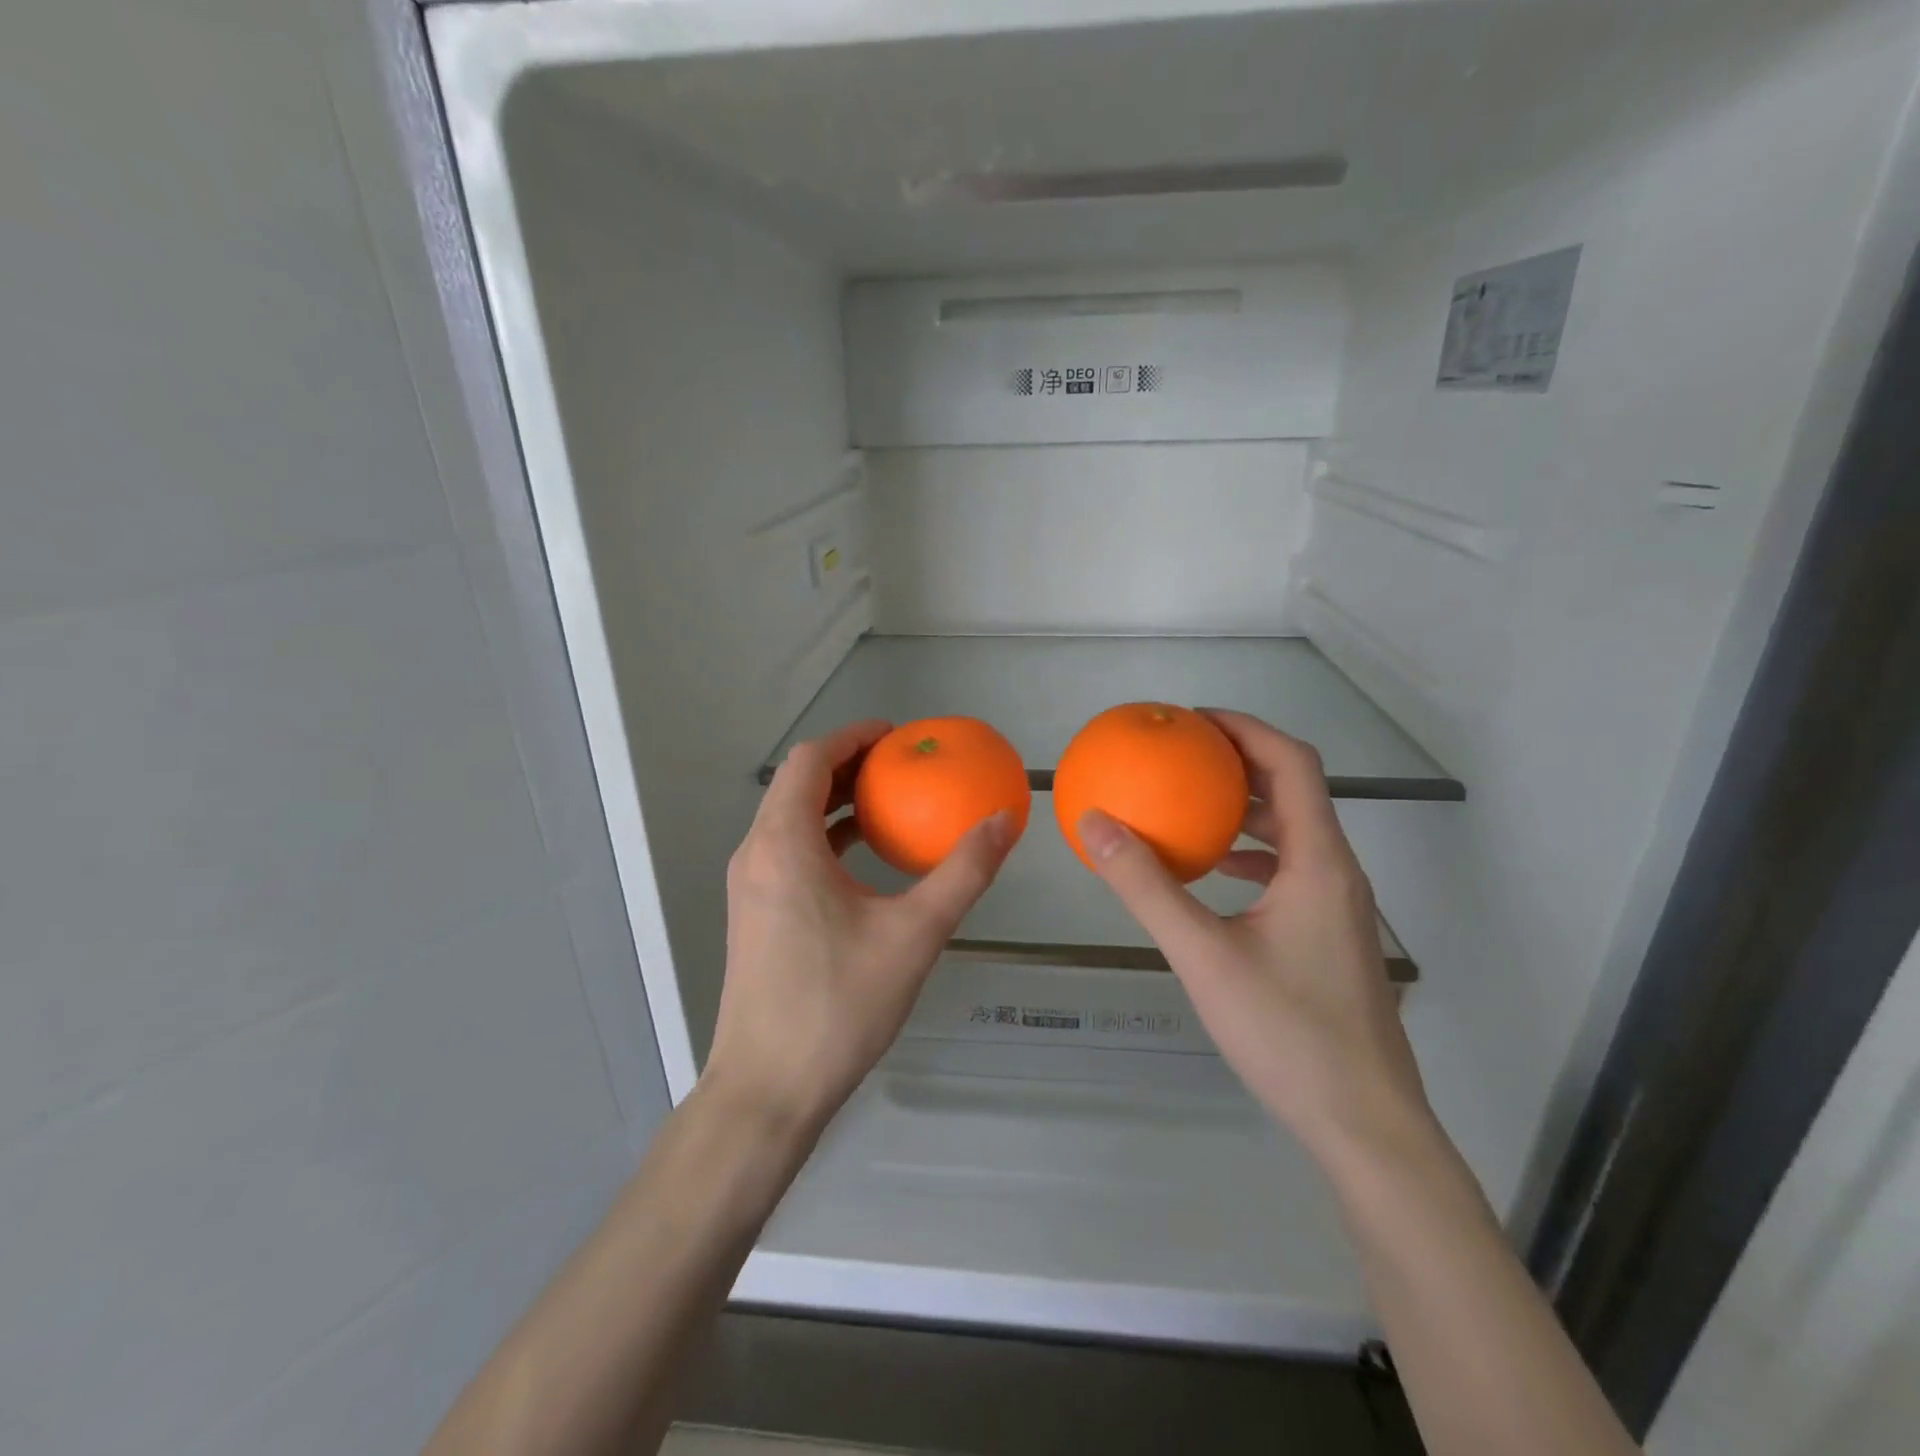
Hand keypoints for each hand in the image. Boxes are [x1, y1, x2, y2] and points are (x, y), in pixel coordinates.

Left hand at [704, 719, 1017, 1135]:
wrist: (768, 1090)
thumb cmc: (838, 1005)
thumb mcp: (915, 934)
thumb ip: (962, 872)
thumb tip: (1004, 821)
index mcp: (783, 844)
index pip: (810, 760)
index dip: (853, 737)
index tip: (897, 736)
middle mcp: (756, 854)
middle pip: (797, 784)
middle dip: (848, 766)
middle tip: (902, 766)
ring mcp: (749, 886)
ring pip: (790, 819)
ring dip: (835, 803)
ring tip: (888, 805)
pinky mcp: (754, 914)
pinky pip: (788, 851)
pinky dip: (825, 838)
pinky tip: (865, 861)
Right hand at [1077, 711, 1432, 1155]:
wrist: (1364, 1124)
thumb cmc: (1288, 1033)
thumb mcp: (1203, 955)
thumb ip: (1146, 887)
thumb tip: (1094, 824)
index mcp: (1318, 862)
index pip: (1293, 764)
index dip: (1246, 729)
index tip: (1193, 720)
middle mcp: (1337, 873)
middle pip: (1296, 791)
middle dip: (1240, 762)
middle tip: (1182, 755)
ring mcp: (1338, 907)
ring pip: (1293, 832)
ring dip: (1245, 808)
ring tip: (1190, 802)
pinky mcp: (1330, 937)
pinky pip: (1289, 870)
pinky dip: (1250, 854)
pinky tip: (1213, 874)